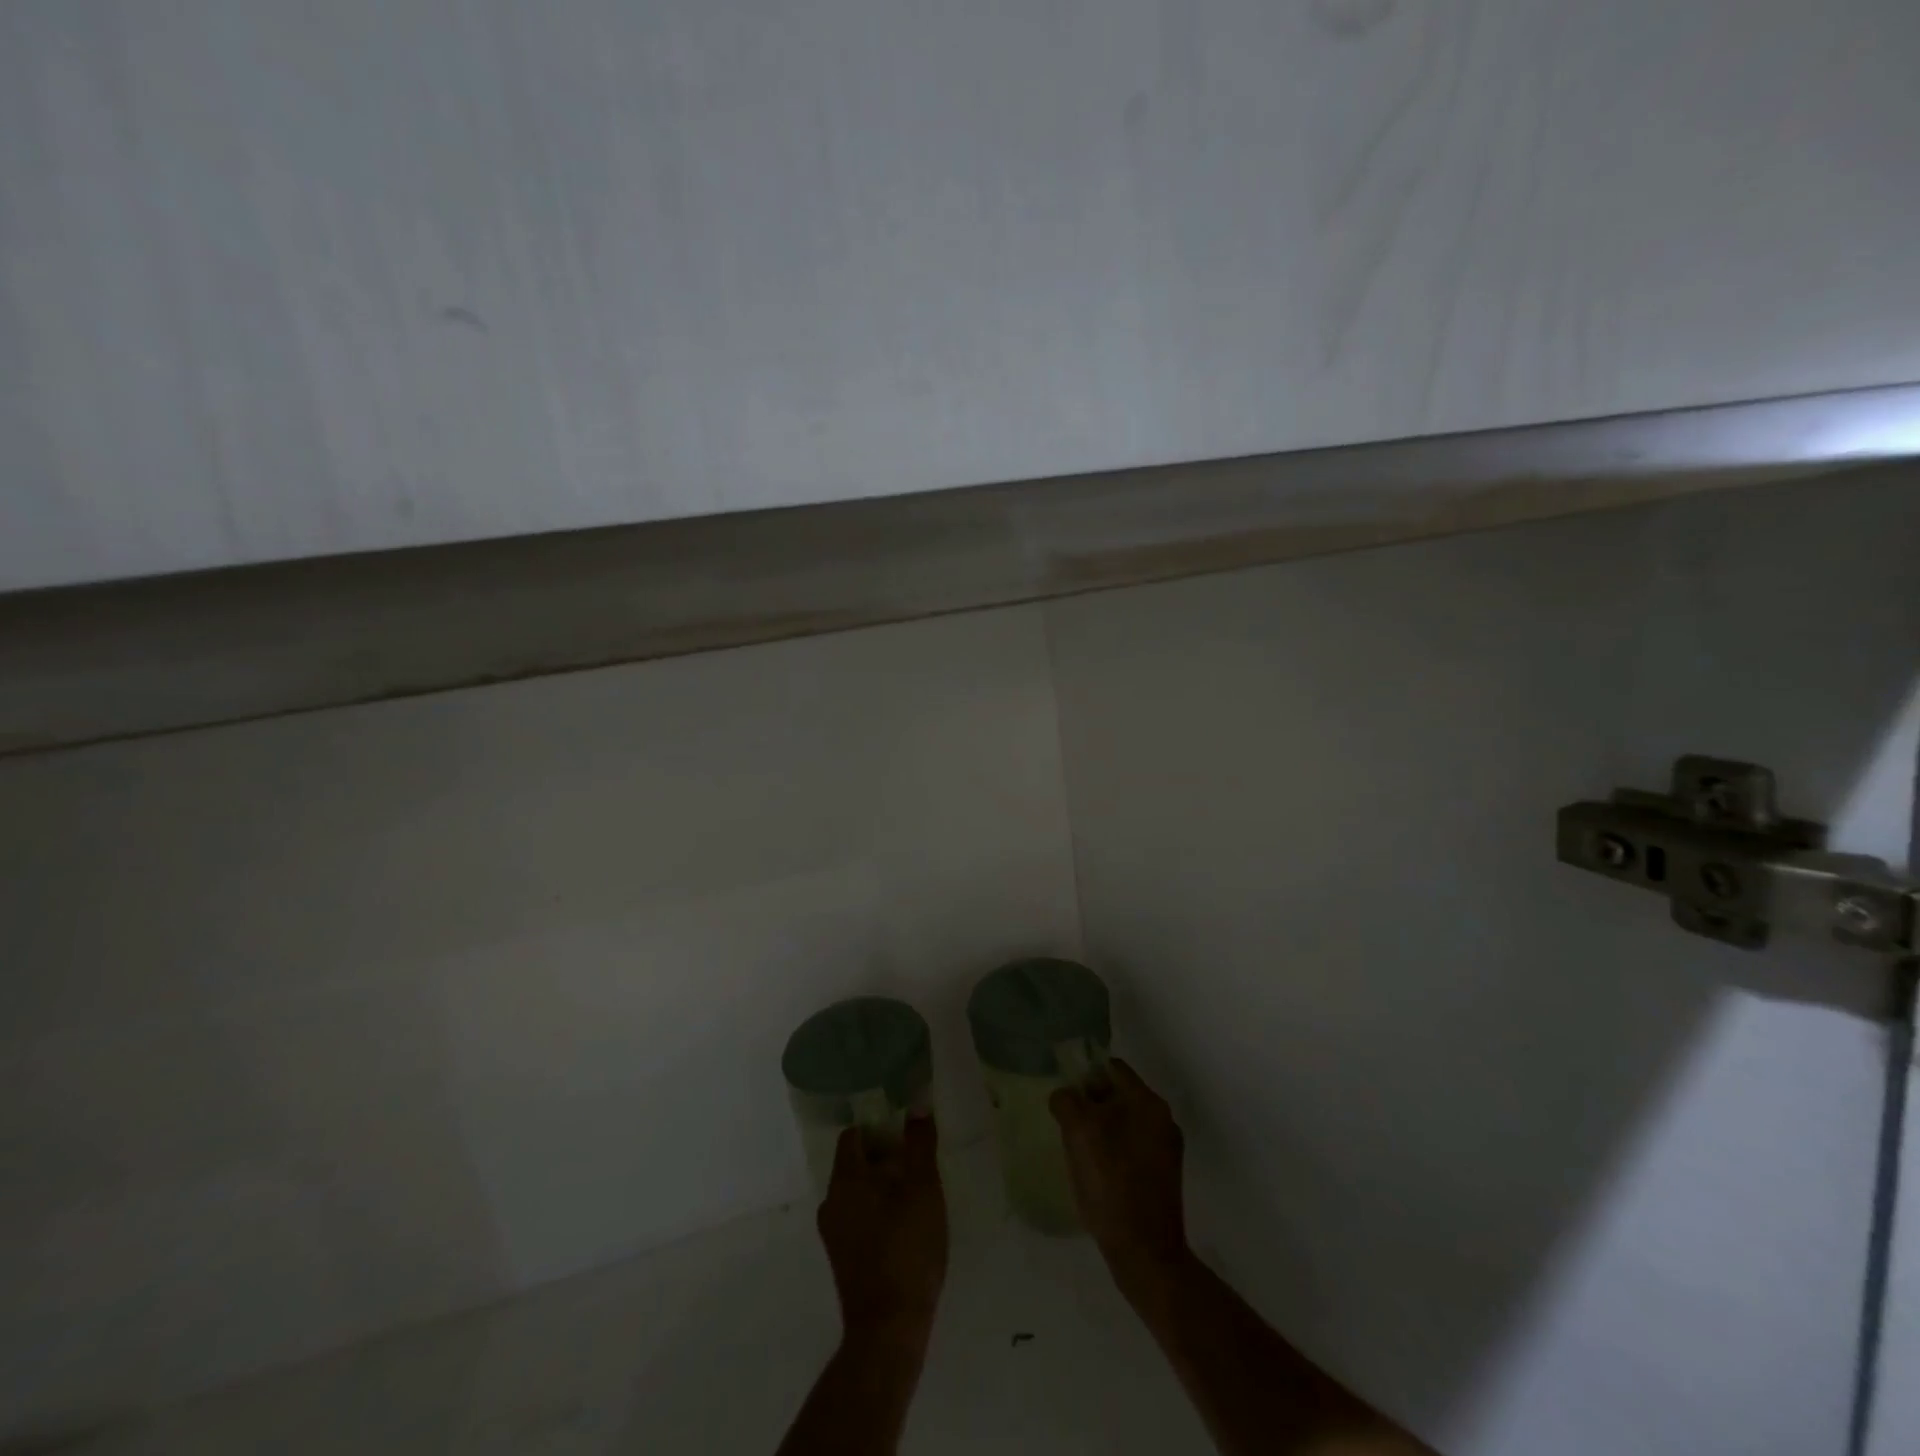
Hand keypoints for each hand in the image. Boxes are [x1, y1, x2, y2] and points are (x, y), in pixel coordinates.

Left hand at [817, 1112, 948, 1345]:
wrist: (889, 1328)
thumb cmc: (907, 1249)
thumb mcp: (923, 1189)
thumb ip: (920, 1145)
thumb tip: (917, 1106)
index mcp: (845, 1179)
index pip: (853, 1136)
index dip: (877, 1127)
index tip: (903, 1131)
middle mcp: (831, 1201)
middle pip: (854, 1163)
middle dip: (882, 1156)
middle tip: (915, 1160)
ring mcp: (833, 1233)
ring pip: (856, 1192)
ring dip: (880, 1186)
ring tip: (913, 1192)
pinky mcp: (841, 1258)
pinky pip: (856, 1217)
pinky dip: (875, 1211)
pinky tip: (903, 1224)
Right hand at [1051, 1059, 1191, 1296]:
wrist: (1146, 1254)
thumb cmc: (1111, 1184)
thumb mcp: (1079, 1133)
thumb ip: (1067, 1101)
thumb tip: (1064, 1095)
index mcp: (1147, 1102)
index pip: (1112, 1067)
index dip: (1085, 1073)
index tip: (1064, 1093)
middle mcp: (1163, 1119)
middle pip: (1119, 1094)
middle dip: (1091, 1102)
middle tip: (1066, 1122)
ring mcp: (1166, 1149)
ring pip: (1124, 1121)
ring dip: (1101, 1127)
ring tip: (1077, 1149)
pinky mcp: (1163, 1175)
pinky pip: (1132, 1146)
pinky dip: (1113, 1149)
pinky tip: (1095, 1171)